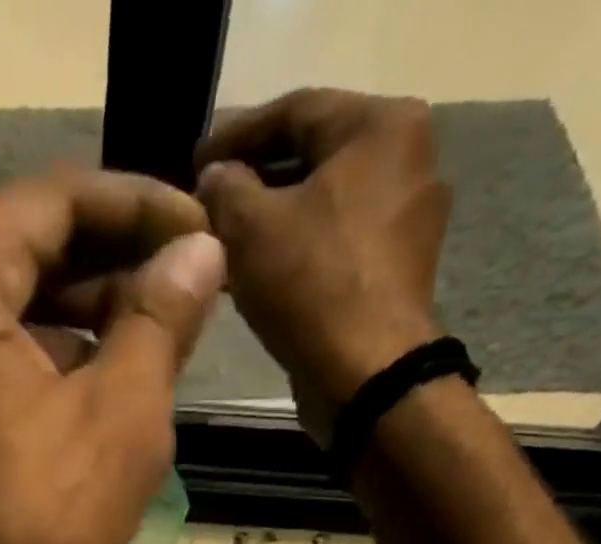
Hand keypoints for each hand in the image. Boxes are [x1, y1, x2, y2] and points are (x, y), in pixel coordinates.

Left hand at [0, 170, 223, 543]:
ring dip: (76, 327)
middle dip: (108, 270)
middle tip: (185, 298)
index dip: (140, 207)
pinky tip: (89, 403)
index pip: (51, 201)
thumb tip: (197, 252)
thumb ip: (159, 320)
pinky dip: (35, 374)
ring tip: (150, 353)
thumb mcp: (118, 419)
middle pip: (18, 257)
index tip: (205, 232)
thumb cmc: (29, 531)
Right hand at [197, 90, 448, 444]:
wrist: (365, 375)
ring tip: (222, 241)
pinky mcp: (396, 269)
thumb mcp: (250, 227)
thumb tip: (214, 177)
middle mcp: (408, 158)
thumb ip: (224, 187)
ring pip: (323, 204)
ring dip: (270, 220)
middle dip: (254, 180)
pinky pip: (336, 243)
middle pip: (313, 157)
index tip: (193, 161)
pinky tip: (257, 270)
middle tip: (206, 200)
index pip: (294, 111)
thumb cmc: (311, 286)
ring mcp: (407, 218)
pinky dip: (296, 250)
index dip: (234, 134)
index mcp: (382, 126)